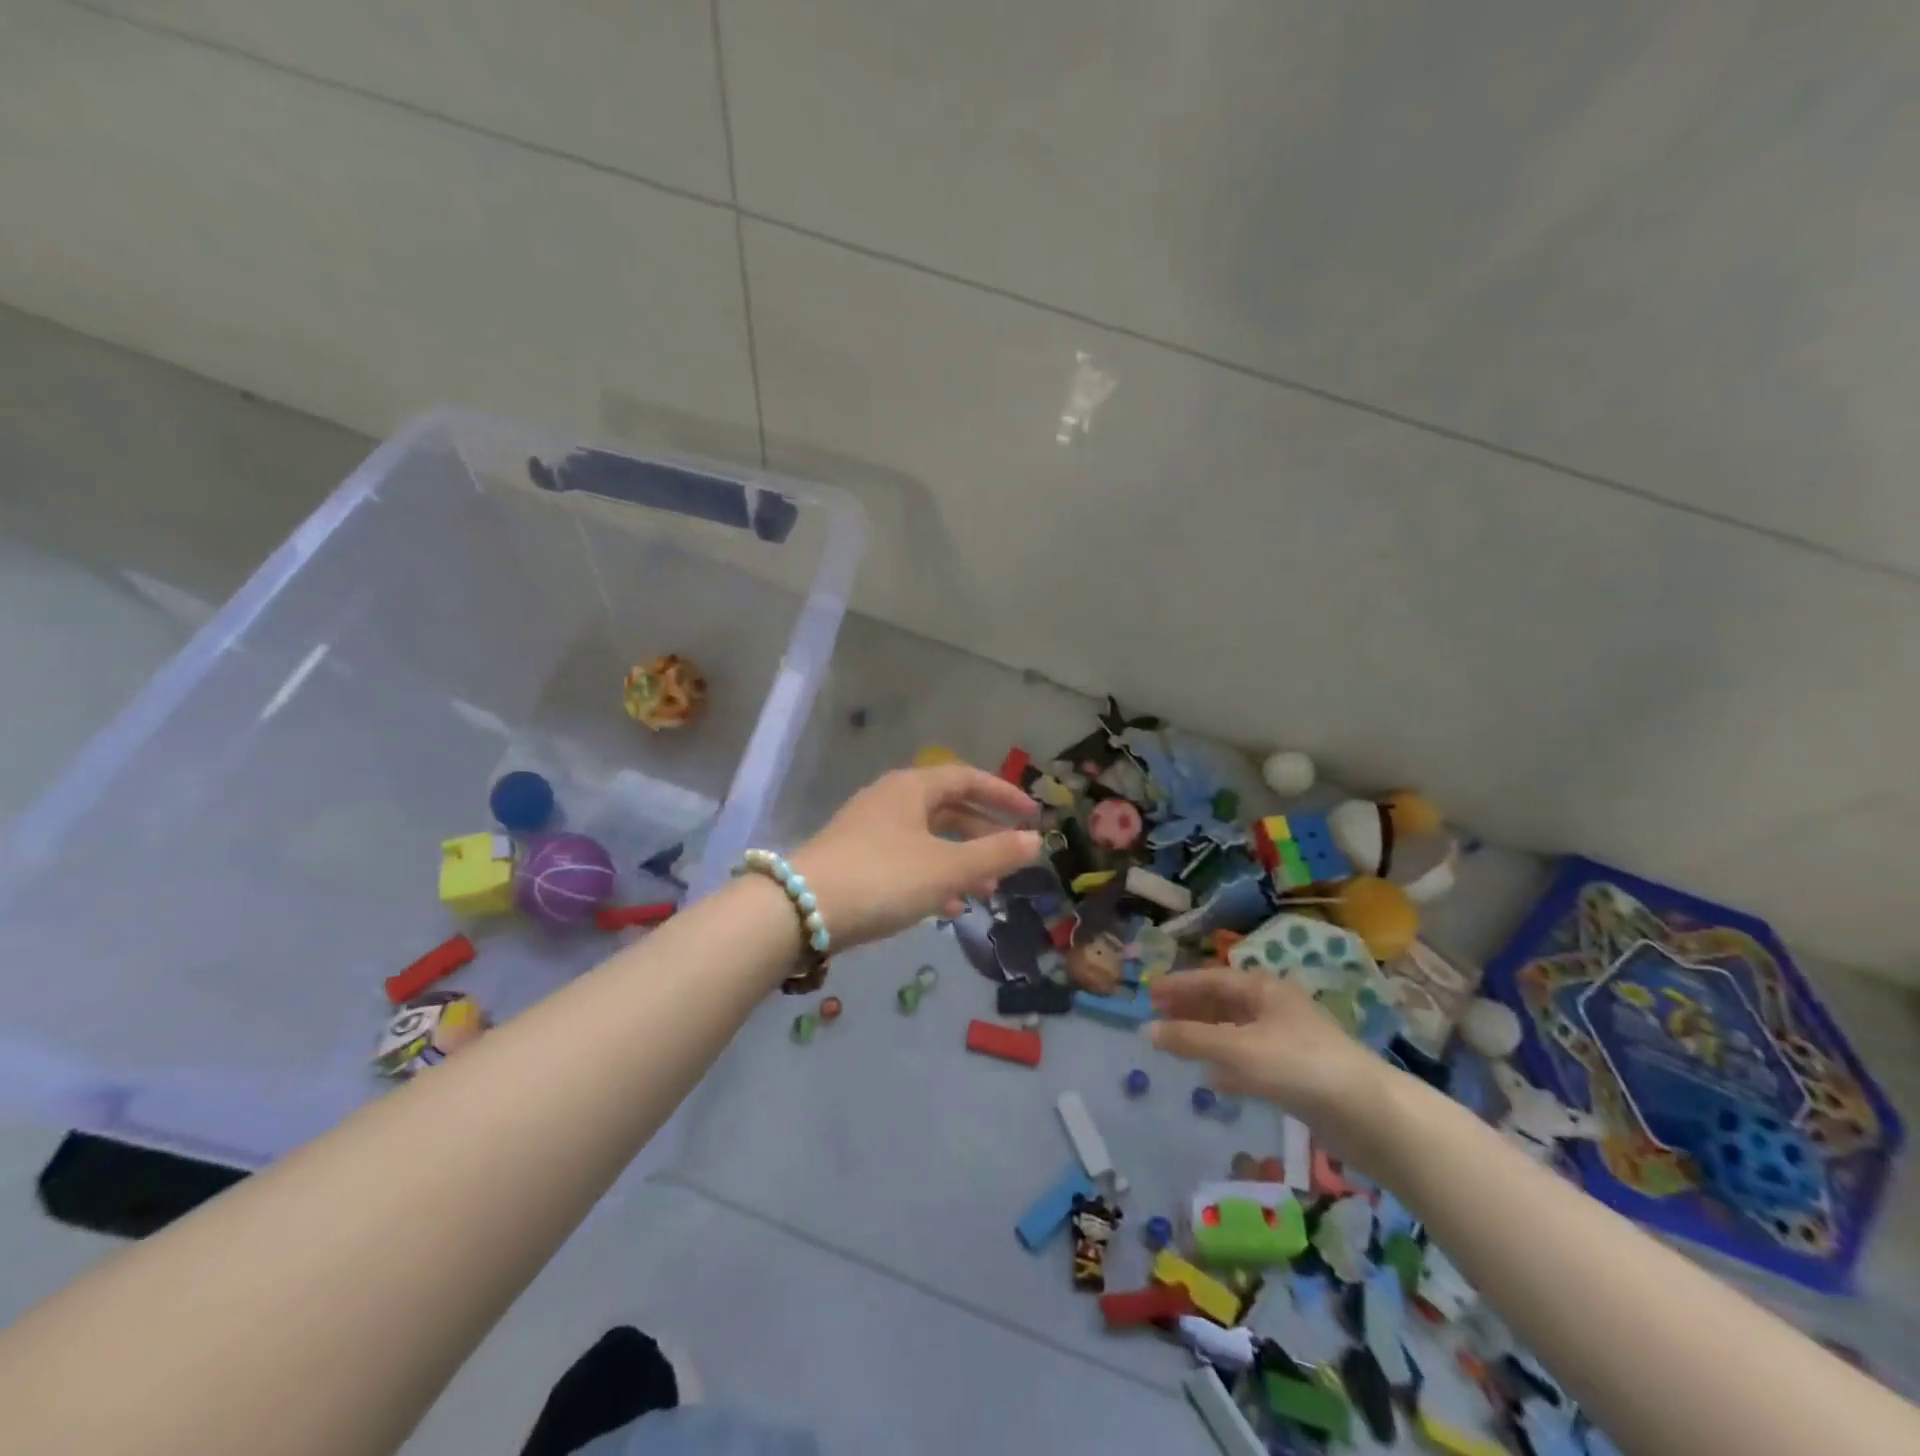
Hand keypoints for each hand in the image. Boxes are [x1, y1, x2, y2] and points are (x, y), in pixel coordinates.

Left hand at [791, 765, 1040, 949]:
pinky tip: (947, 908)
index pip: (967, 778)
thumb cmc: (883, 878)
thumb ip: (995, 855)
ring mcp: (869, 829)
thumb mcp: (947, 868)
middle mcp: (890, 799)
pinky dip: (932, 876)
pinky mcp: (855, 859)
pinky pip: (906, 859)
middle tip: (1011, 857)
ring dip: (960, 860)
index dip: (1003, 795)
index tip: (1032, 815)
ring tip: (986, 892)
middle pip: (947, 808)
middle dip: (983, 833)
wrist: (799, 910)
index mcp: (912, 788)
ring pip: (927, 837)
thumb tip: (1036, 841)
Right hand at [1148, 967, 1389, 1153]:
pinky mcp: (1297, 1074)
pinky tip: (1214, 1081)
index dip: (1179, 985)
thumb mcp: (1237, 1048)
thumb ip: (1190, 1039)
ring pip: (1236, 1032)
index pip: (1211, 979)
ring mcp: (1288, 1041)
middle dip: (1190, 1009)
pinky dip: (1229, 1065)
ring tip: (1177, 1045)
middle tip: (1157, 1018)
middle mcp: (1275, 1008)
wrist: (1368, 1114)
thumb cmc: (1298, 1066)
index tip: (1148, 993)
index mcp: (1263, 990)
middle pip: (1224, 1002)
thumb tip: (1146, 1031)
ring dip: (1206, 1037)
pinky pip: (1251, 1061)